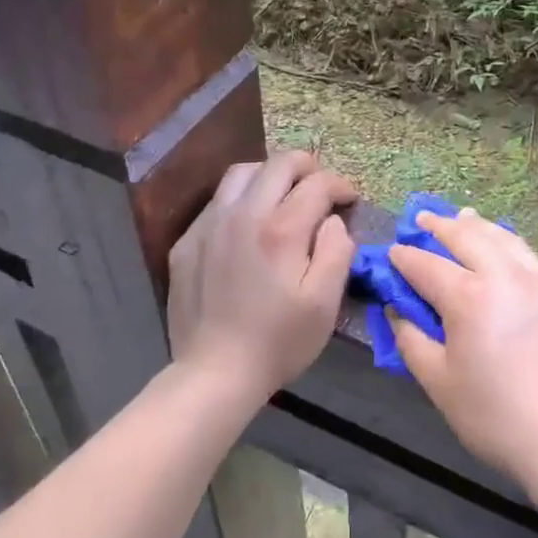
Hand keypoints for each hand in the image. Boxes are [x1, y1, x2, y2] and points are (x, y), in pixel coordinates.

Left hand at [167, 151, 356, 403]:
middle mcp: (243, 214)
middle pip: (279, 163)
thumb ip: (337, 250)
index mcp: (281, 229)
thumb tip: (333, 220)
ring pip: (242, 172)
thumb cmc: (278, 341)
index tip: (349, 201)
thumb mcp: (325, 303)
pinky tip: (248, 225)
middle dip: (308, 168)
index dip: (340, 186)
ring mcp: (209, 224)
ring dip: (270, 175)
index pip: (317, 183)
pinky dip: (240, 199)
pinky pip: (217, 201)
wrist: (214, 374)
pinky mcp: (187, 241)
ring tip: (283, 196)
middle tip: (321, 188)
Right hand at [387, 209, 537, 498]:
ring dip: (476, 225)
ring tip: (461, 217)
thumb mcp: (440, 385)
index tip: (392, 253)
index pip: (427, 265)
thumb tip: (398, 311)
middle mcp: (504, 275)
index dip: (405, 258)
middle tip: (421, 219)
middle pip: (466, 236)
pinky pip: (528, 253)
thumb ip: (412, 341)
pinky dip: (507, 240)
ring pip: (501, 237)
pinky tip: (503, 244)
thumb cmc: (497, 418)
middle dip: (438, 226)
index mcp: (469, 297)